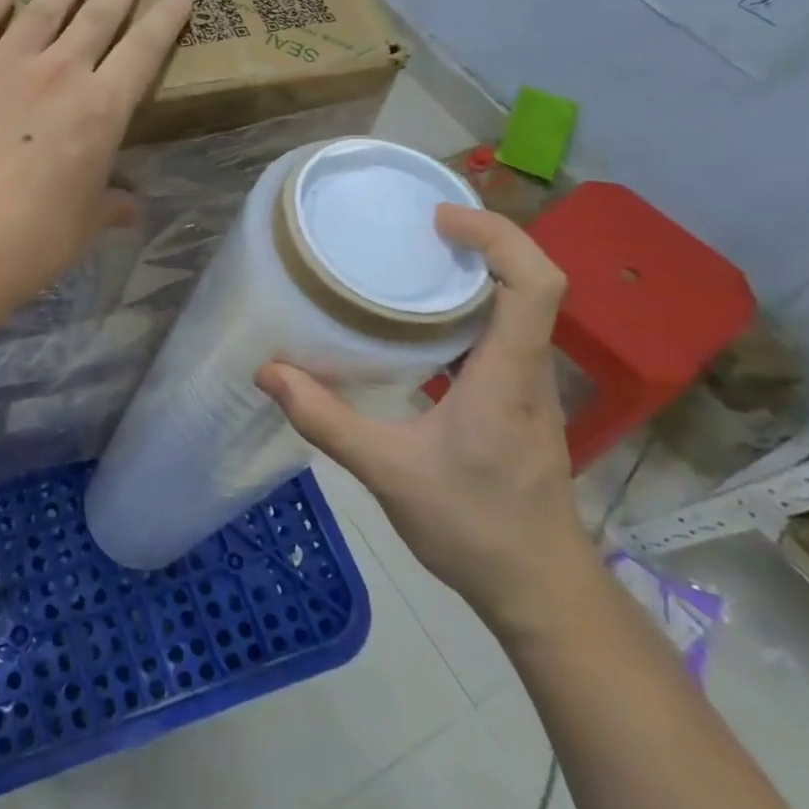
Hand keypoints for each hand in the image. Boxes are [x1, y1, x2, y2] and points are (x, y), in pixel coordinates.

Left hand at [0, 0, 192, 321]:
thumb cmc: (28, 242)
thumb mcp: (81, 228)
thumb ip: (107, 207)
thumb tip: (130, 208)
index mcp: (99, 112)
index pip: (144, 53)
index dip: (165, 21)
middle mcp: (56, 76)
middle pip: (95, 20)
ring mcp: (0, 66)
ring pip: (41, 13)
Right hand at [257, 206, 596, 636]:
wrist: (539, 590)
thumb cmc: (473, 528)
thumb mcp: (387, 473)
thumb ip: (325, 419)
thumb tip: (269, 373)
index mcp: (506, 377)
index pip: (534, 284)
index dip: (497, 236)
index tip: (441, 218)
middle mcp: (527, 371)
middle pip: (530, 284)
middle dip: (483, 241)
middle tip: (418, 226)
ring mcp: (528, 388)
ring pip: (519, 308)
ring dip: (476, 273)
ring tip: (414, 260)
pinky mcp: (517, 403)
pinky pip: (503, 335)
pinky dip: (468, 310)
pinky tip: (419, 325)